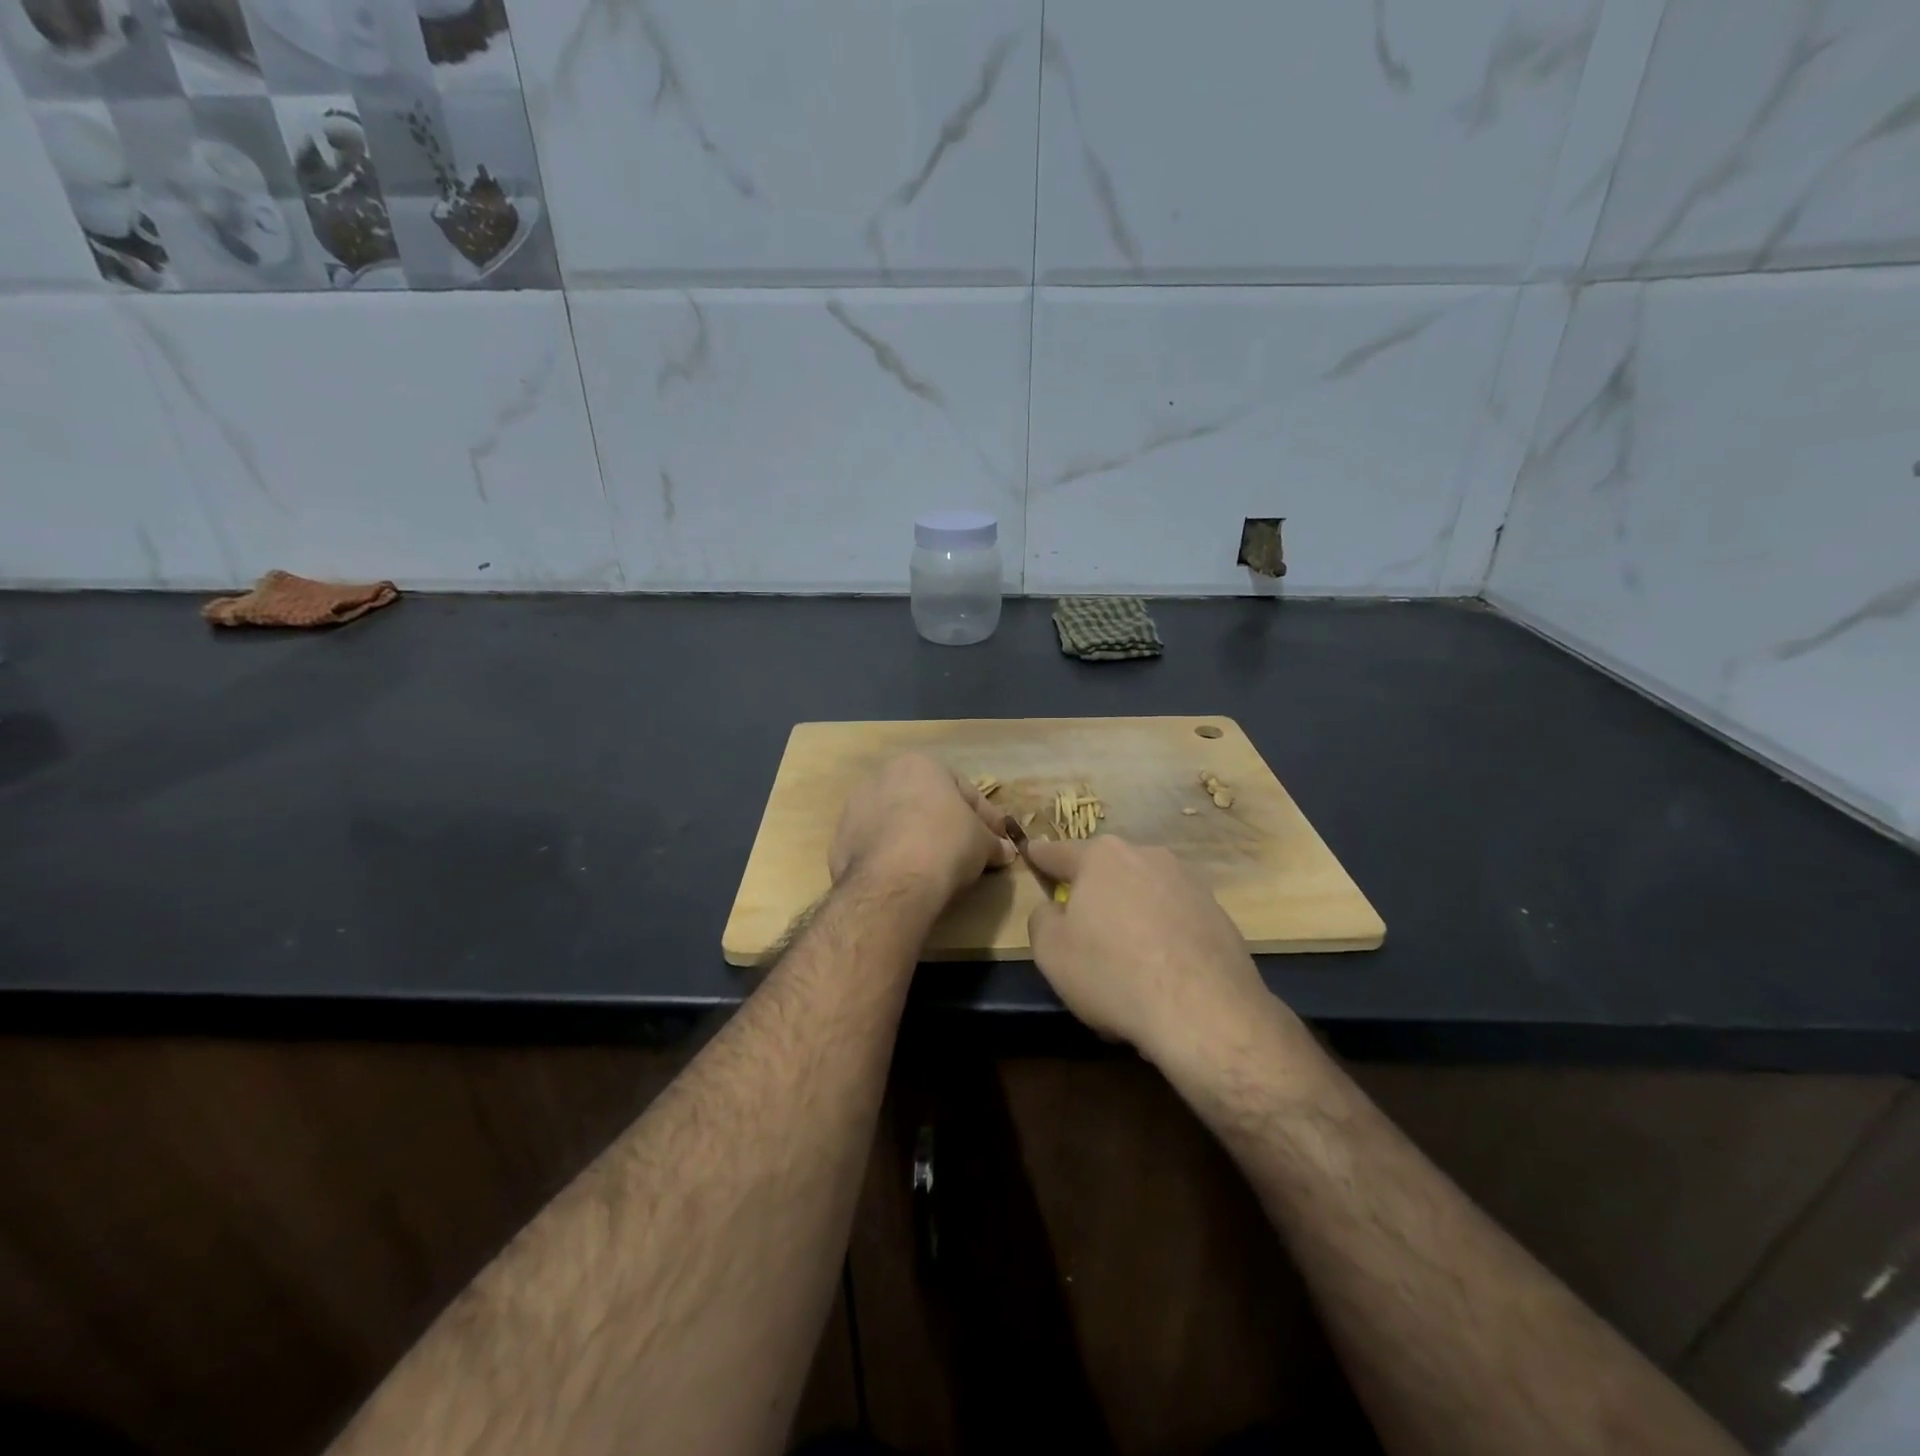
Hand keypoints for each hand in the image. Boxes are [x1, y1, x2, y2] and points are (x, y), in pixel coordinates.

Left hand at [831, 754, 1014, 902]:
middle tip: (967, 850)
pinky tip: (906, 876)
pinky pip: (876, 844)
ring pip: (896, 821)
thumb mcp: (982, 843)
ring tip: (934, 865)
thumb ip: (993, 842)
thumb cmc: (946, 844)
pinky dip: (892, 856)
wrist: (892, 881)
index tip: (997, 839)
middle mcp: (883, 776)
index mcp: (920, 764)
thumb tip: (1006, 851)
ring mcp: (855, 807)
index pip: (963, 789)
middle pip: (925, 801)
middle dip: (946, 823)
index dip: (985, 816)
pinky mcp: (839, 840)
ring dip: (915, 837)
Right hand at [1023, 836, 1276, 1062]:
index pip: (1058, 852)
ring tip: (1126, 958)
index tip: (1031, 853)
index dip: (1040, 856)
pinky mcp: (1218, 913)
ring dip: (1130, 912)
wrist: (1205, 1013)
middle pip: (1107, 869)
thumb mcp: (1051, 951)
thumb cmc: (1113, 973)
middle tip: (1082, 926)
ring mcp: (1189, 882)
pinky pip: (1175, 917)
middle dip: (1092, 889)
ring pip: (1144, 891)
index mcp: (1101, 857)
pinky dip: (1163, 934)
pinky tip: (1161, 971)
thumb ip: (1042, 918)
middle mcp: (1147, 856)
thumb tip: (1054, 909)